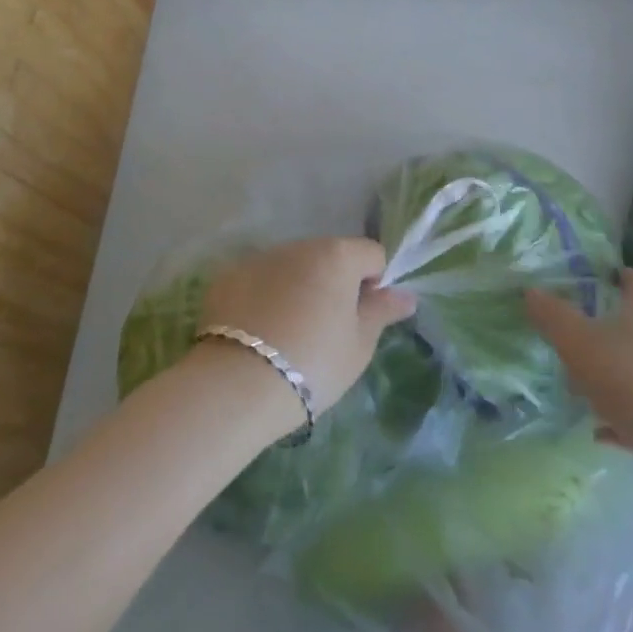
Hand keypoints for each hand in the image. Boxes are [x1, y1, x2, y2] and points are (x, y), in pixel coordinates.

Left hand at [197, 237, 416, 428]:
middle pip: (329, 256)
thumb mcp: (359, 345)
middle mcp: (298, 245)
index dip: (375, 284)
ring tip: (289, 334)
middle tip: (327, 330)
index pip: (372, 254)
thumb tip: (405, 295)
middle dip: (334, 284)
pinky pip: (259, 280)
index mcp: (337, 255)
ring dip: (298, 287)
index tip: (362, 319)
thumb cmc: (313, 364)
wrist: (237, 386)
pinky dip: (264, 297)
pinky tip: (258, 334)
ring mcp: (259, 258)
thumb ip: (382, 312)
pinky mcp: (227, 277)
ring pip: (292, 267)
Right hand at [526, 268, 632, 460]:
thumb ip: (555, 319)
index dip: (628, 278)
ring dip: (619, 380)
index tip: (615, 275)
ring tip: (586, 395)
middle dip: (614, 334)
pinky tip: (605, 434)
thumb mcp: (582, 345)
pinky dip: (628, 420)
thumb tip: (531, 291)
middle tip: (581, 343)